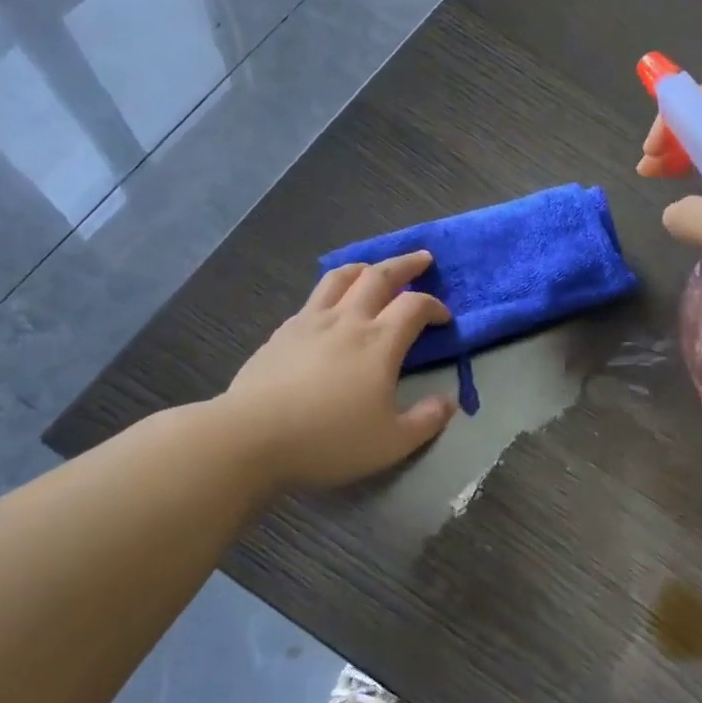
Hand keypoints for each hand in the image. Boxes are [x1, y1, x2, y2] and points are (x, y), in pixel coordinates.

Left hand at [228, 251, 456, 490]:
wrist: (252, 437)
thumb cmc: (329, 440)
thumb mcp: (391, 443)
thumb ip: (426, 421)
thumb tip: (449, 402)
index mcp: (379, 342)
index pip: (415, 306)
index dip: (434, 306)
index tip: (443, 318)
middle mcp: (348, 320)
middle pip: (380, 276)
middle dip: (406, 265)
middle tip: (422, 259)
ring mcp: (311, 322)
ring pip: (341, 278)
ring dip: (365, 267)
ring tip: (374, 269)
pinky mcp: (283, 332)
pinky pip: (314, 298)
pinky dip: (332, 291)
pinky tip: (330, 307)